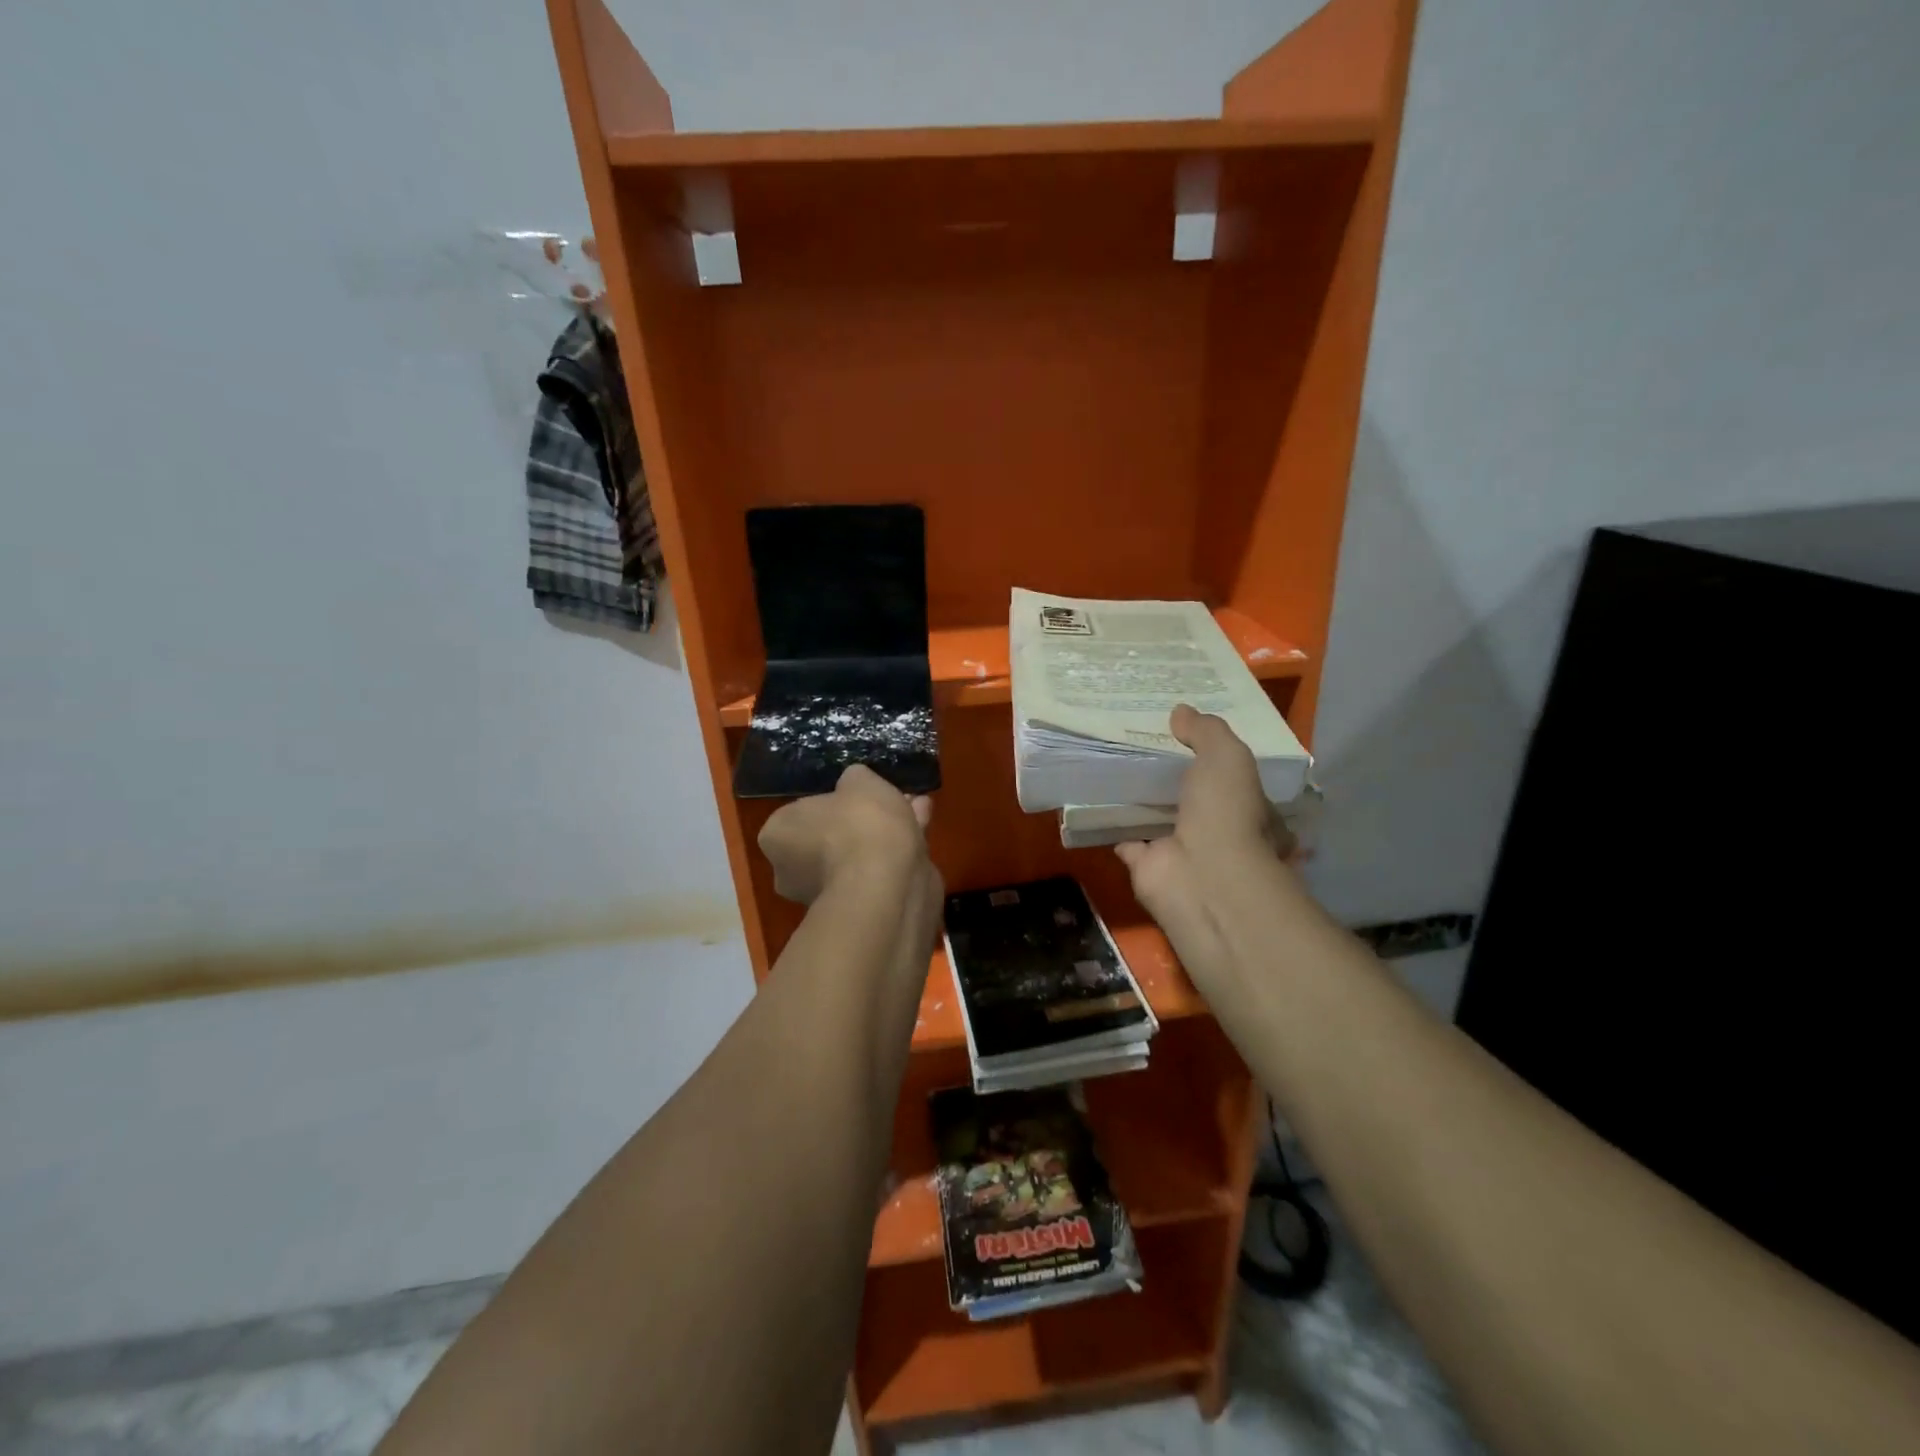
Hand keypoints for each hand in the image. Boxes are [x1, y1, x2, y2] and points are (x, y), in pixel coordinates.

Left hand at [758, 765, 933, 905]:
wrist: (887, 885)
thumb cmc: (859, 825)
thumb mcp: (859, 780)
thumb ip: (854, 779)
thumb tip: (854, 783)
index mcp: (777, 836)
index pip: (799, 813)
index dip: (831, 802)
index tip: (856, 795)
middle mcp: (791, 870)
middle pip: (830, 836)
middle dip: (863, 818)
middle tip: (890, 800)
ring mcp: (824, 895)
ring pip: (857, 854)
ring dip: (884, 833)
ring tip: (917, 808)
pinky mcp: (858, 908)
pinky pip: (876, 871)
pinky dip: (896, 851)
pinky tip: (922, 828)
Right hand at [1114, 705, 1292, 990]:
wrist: (1202, 874)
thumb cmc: (1226, 812)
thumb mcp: (1227, 756)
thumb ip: (1206, 731)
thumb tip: (1180, 712)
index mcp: (1248, 808)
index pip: (1232, 778)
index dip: (1210, 755)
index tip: (1183, 732)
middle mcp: (1217, 831)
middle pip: (1190, 797)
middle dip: (1171, 776)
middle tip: (1141, 744)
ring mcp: (1181, 850)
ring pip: (1157, 817)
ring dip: (1140, 799)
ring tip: (1113, 764)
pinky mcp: (1147, 865)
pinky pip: (1126, 839)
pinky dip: (1112, 824)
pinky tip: (1094, 799)